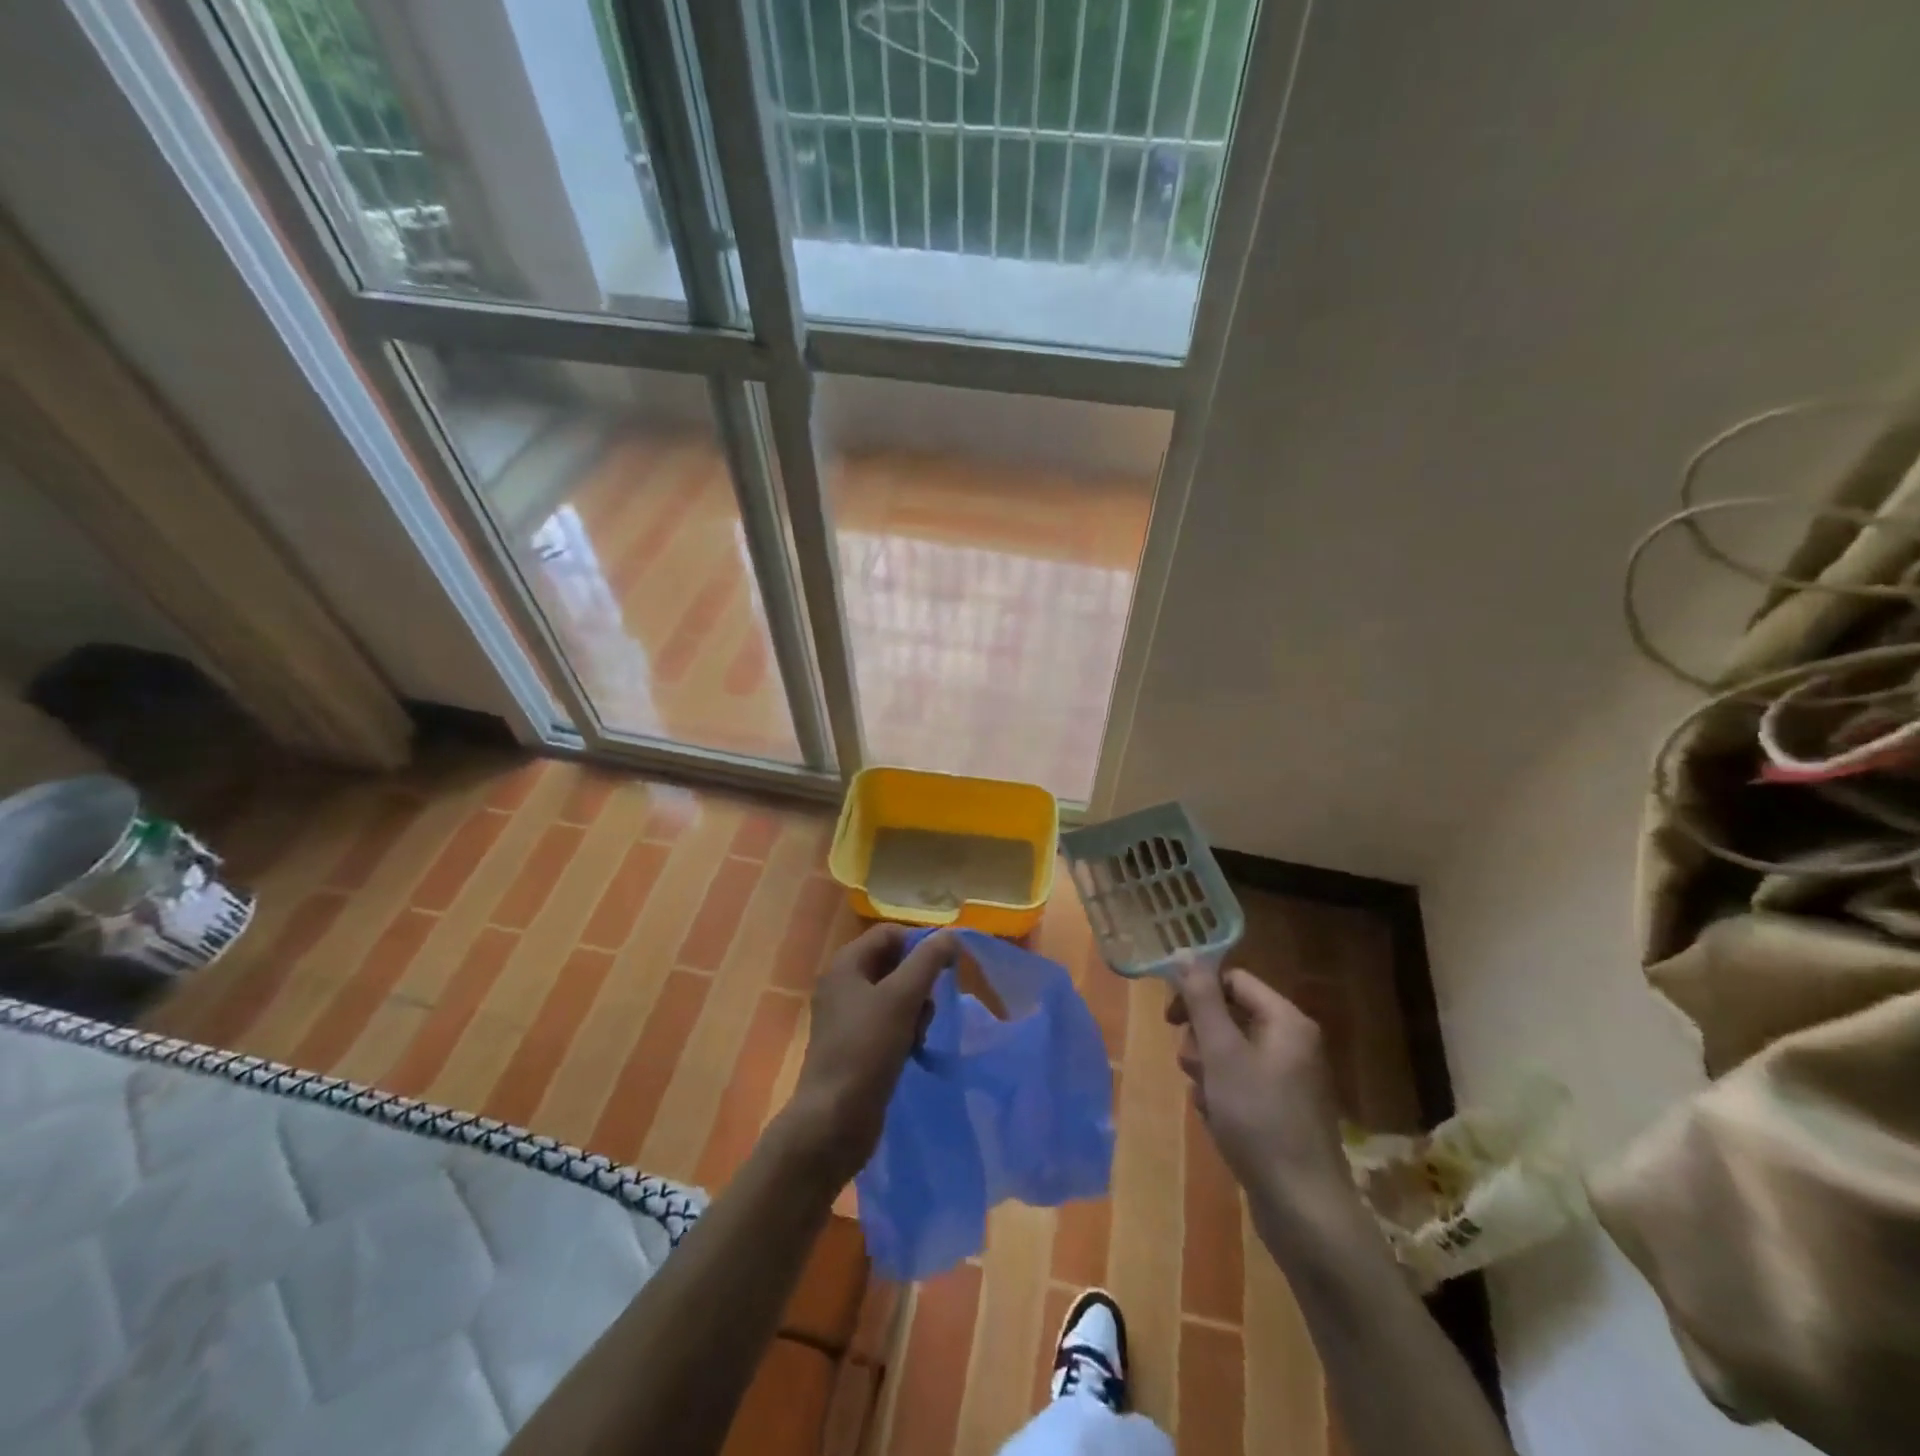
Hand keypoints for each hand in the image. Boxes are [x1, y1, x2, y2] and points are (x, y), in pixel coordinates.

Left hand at [785, 924, 955, 1182]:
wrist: (833, 1121)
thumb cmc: (866, 1050)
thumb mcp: (902, 998)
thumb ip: (928, 961)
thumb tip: (951, 935)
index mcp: (846, 964)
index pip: (891, 934)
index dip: (920, 944)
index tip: (945, 967)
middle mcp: (843, 984)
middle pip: (894, 964)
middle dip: (919, 982)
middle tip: (928, 1006)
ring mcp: (847, 1017)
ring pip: (895, 996)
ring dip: (915, 1010)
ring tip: (918, 1035)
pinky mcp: (855, 1045)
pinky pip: (889, 1023)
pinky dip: (905, 1031)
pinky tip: (912, 1050)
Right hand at [1168, 957, 1361, 1233]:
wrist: (1303, 1209)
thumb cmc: (1259, 1120)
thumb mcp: (1222, 1053)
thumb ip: (1202, 1000)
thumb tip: (1185, 952)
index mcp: (1286, 1021)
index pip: (1234, 981)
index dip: (1198, 993)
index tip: (1169, 1018)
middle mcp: (1293, 1043)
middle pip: (1230, 1017)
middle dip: (1202, 1040)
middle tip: (1191, 1066)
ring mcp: (1289, 1080)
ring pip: (1230, 1054)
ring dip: (1207, 1071)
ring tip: (1206, 1101)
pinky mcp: (1282, 1111)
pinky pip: (1240, 1085)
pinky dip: (1223, 1097)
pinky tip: (1219, 1122)